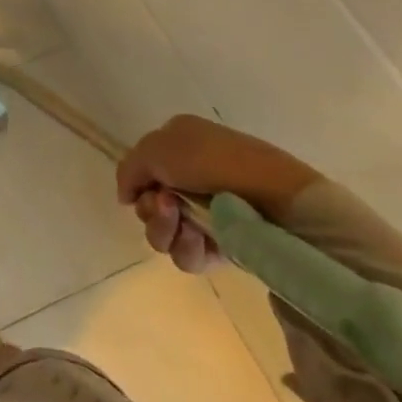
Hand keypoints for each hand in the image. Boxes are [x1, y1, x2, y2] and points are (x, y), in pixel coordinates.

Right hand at [115, 115, 320, 273]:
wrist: (274, 196)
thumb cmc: (212, 161)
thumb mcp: (156, 148)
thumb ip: (129, 169)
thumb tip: (126, 196)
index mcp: (179, 146)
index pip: (142, 172)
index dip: (138, 183)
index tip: (145, 189)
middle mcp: (190, 179)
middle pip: (149, 206)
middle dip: (151, 211)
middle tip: (168, 206)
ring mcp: (208, 213)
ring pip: (164, 233)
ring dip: (166, 230)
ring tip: (187, 225)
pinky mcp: (225, 245)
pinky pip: (189, 255)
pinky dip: (189, 249)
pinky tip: (202, 240)